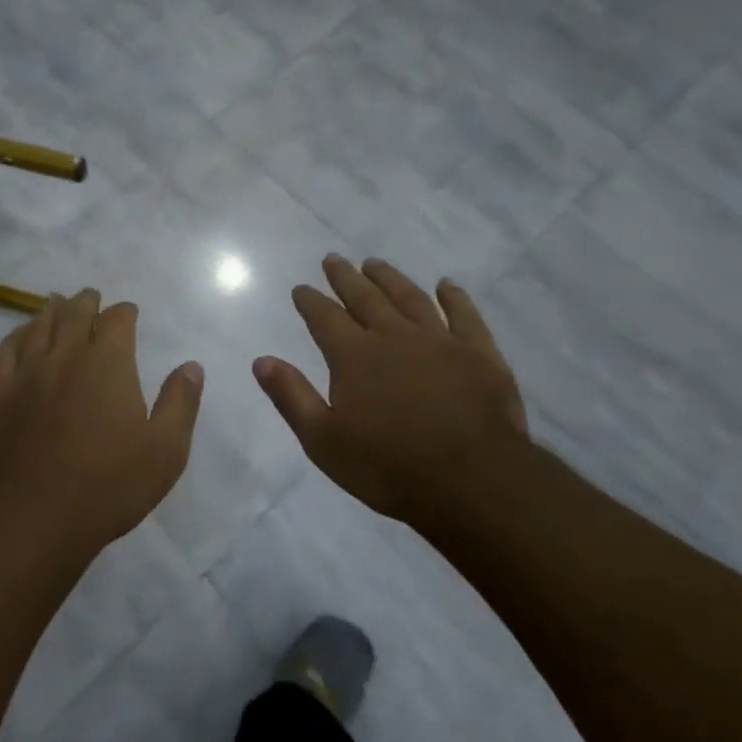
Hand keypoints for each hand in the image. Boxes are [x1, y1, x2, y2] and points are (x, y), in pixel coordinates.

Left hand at [0, 289, 204, 556]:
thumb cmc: (109, 483)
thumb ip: (180, 403)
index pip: (117, 320)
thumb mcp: (165, 450)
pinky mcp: (0, 394)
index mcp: (108, 362)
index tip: (129, 313)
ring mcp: (28, 372)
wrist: (36, 513)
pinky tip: (20, 335)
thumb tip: (192, 366)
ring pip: (39, 326)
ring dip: (51, 310)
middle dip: (86, 302)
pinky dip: (16, 335)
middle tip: (90, 297)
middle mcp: (66, 355)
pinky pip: (6, 350)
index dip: (125, 312)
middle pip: (74, 313)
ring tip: (57, 303)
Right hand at [253, 256, 528, 526]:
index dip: (310, 301)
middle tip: (333, 259)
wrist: (472, 482)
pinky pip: (464, 315)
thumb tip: (262, 360)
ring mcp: (440, 341)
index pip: (325, 318)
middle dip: (345, 278)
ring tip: (374, 263)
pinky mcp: (479, 354)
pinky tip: (446, 286)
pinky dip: (454, 297)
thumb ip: (291, 396)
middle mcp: (393, 336)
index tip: (301, 288)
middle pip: (365, 298)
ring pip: (409, 298)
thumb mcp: (323, 440)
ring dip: (389, 278)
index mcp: (354, 356)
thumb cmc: (388, 466)